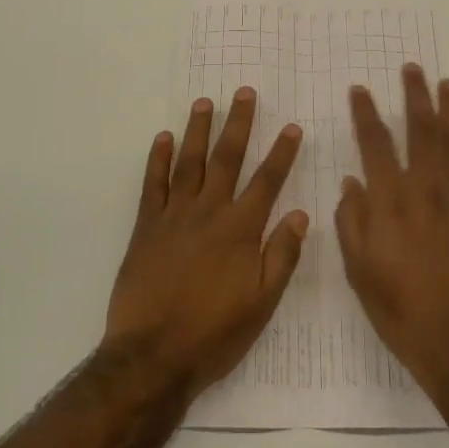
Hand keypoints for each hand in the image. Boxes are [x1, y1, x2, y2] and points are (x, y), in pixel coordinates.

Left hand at [104, 88, 308, 398]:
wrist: (153, 355)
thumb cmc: (214, 333)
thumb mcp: (262, 303)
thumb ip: (282, 256)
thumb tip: (302, 215)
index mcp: (240, 230)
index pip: (267, 181)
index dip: (282, 153)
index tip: (292, 127)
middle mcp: (209, 212)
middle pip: (226, 158)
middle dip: (238, 124)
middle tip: (244, 92)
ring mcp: (174, 216)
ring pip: (189, 162)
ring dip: (198, 130)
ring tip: (205, 102)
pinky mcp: (146, 226)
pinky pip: (153, 184)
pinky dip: (158, 159)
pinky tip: (163, 137)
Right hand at [337, 64, 448, 394]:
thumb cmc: (400, 309)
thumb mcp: (359, 270)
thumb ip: (352, 221)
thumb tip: (352, 183)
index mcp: (390, 201)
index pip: (375, 144)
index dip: (366, 113)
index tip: (360, 90)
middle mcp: (427, 190)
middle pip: (421, 131)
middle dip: (415, 97)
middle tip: (413, 69)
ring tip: (448, 85)